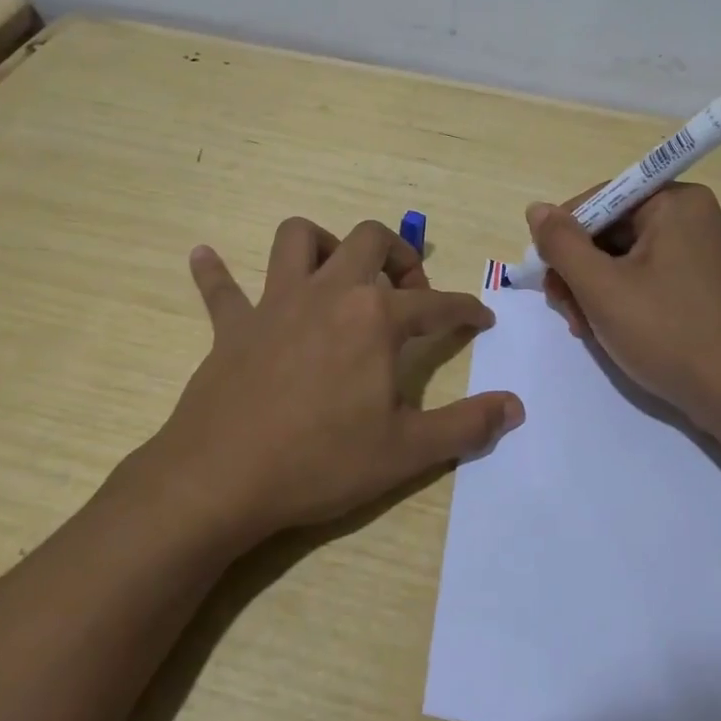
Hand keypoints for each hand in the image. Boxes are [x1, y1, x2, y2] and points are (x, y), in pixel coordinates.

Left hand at [151, 217, 523, 543]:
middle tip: (408, 292)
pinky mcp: (232, 326)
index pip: (436, 303)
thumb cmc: (321, 462)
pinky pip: (220, 288)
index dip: (466, 309)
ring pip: (296, 239)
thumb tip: (516, 407)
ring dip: (322, 243)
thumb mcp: (407, 451)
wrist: (222, 480)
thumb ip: (467, 425)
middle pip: (369, 240)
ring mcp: (274, 304)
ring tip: (336, 274)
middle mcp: (327, 293)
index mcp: (374, 318)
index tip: (482, 318)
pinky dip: (216, 272)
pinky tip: (205, 256)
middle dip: (399, 254)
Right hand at [526, 184, 720, 433]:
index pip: (599, 200)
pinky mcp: (701, 284)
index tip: (546, 277)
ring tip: (584, 328)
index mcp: (675, 203)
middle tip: (565, 311)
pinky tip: (609, 330)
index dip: (563, 236)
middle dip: (579, 270)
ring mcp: (700, 252)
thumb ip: (562, 244)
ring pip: (623, 258)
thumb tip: (536, 209)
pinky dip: (621, 299)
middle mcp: (691, 217)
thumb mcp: (601, 288)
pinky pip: (646, 276)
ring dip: (594, 290)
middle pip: (610, 230)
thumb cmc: (668, 334)